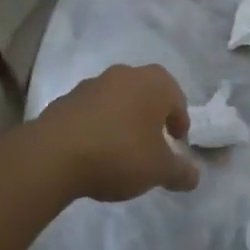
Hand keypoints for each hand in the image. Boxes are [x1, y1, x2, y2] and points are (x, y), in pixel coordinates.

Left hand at [46, 64, 198, 200]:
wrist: (54, 154)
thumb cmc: (120, 153)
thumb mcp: (158, 170)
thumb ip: (180, 172)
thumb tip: (194, 175)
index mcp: (155, 82)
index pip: (177, 99)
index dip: (179, 123)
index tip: (177, 144)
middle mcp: (126, 74)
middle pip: (147, 94)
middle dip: (151, 117)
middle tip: (152, 144)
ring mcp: (93, 84)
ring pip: (118, 100)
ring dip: (123, 119)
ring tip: (121, 150)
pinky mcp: (66, 99)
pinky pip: (92, 111)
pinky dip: (98, 125)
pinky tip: (94, 151)